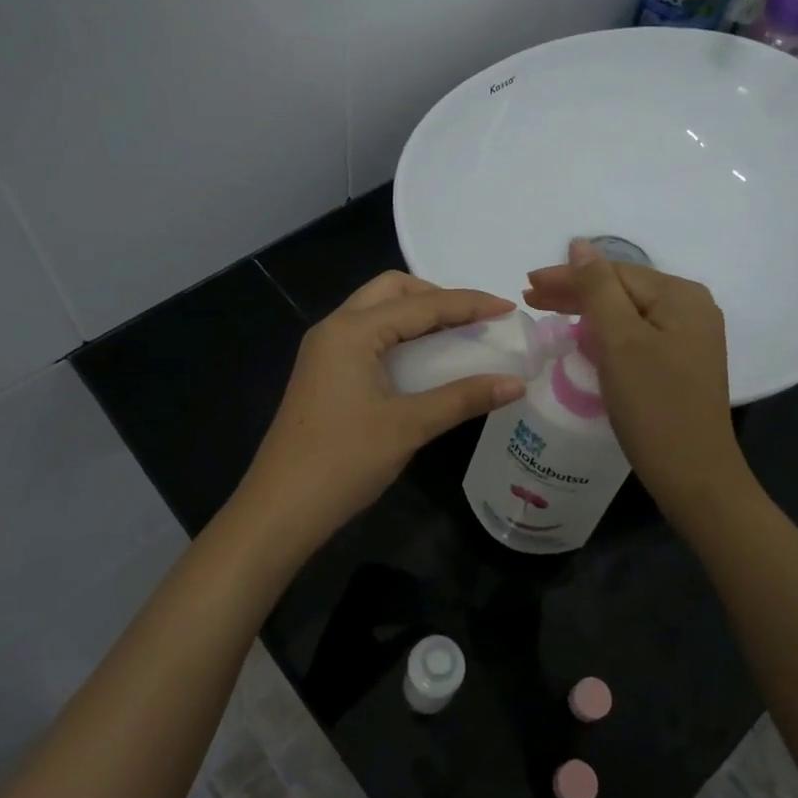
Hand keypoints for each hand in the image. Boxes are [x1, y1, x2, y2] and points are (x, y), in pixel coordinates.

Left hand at [234, 272, 527, 561]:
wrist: (281, 507)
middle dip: (435, 296)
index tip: (508, 307)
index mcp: (352, 331)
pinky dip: (399, 336)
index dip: (469, 303)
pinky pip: (367, 336)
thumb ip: (463, 398)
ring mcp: (324, 351)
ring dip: (416, 315)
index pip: (422, 304)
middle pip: (391, 290)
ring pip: (377, 311)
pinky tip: (422, 361)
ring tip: (456, 335)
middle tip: (473, 320)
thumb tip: (516, 383)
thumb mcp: (409, 426)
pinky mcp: (323, 373)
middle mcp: (335, 328)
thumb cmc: (345, 460)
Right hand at [523, 240, 747, 511]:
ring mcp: (687, 339)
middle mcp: (691, 309)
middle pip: (621, 290)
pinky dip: (605, 334)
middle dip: (574, 292)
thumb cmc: (654, 405)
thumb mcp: (620, 341)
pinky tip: (582, 337)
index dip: (568, 276)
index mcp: (681, 296)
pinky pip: (635, 336)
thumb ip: (597, 289)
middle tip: (529, 297)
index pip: (614, 272)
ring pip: (626, 313)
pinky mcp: (678, 364)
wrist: (693, 475)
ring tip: (546, 312)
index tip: (526, 285)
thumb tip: (579, 244)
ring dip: (586, 312)